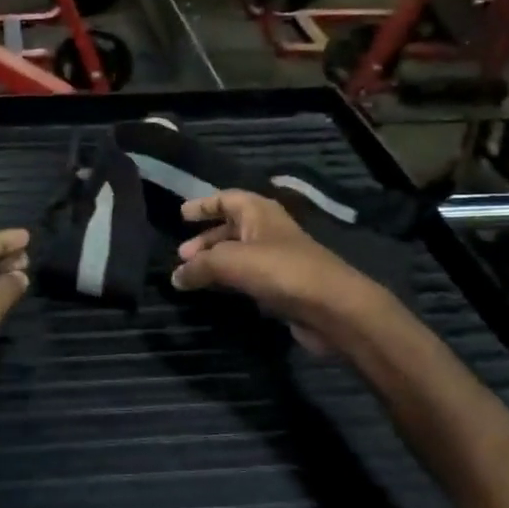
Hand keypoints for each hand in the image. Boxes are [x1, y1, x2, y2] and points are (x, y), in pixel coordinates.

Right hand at [171, 192, 392, 354]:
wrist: (332, 308)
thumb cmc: (281, 271)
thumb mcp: (231, 261)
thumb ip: (200, 266)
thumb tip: (175, 276)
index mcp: (259, 212)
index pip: (227, 199)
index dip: (204, 205)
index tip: (182, 215)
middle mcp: (269, 230)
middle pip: (231, 228)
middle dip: (205, 239)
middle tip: (182, 255)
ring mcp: (278, 259)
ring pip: (239, 254)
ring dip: (215, 262)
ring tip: (191, 276)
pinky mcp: (283, 287)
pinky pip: (248, 277)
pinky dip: (230, 281)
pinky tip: (216, 292)